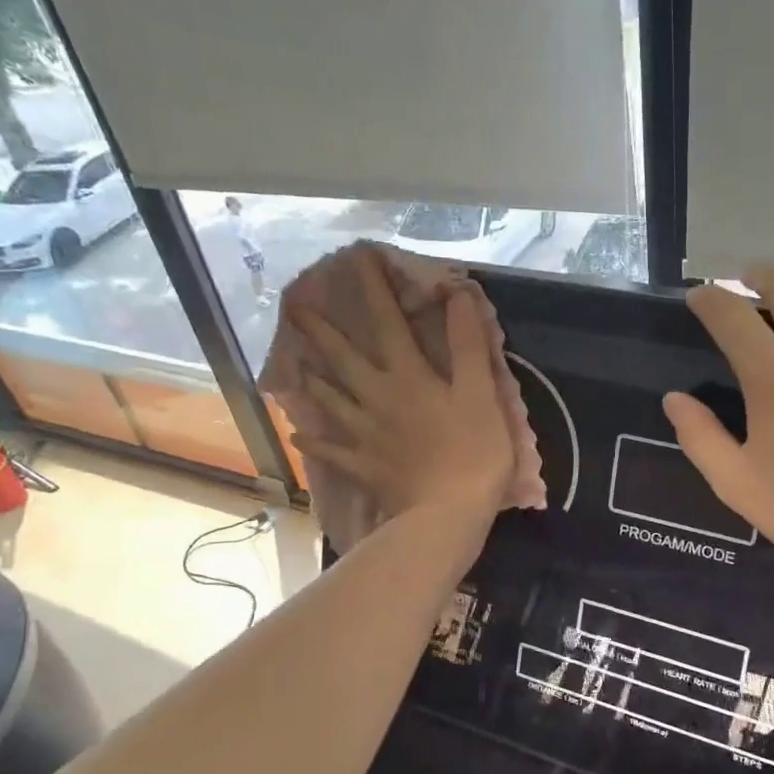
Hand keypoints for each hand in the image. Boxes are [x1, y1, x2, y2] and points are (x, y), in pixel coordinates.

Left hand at [288, 247, 513, 521]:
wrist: (445, 515)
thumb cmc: (472, 453)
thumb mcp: (480, 394)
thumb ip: (468, 344)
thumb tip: (455, 293)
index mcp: (407, 376)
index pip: (387, 321)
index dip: (372, 288)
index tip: (355, 258)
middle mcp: (376, 397)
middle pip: (342, 357)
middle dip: (320, 329)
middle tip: (293, 306)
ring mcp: (364, 434)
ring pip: (329, 400)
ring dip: (311, 379)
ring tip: (295, 364)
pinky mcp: (362, 466)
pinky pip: (330, 450)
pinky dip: (313, 440)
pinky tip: (297, 433)